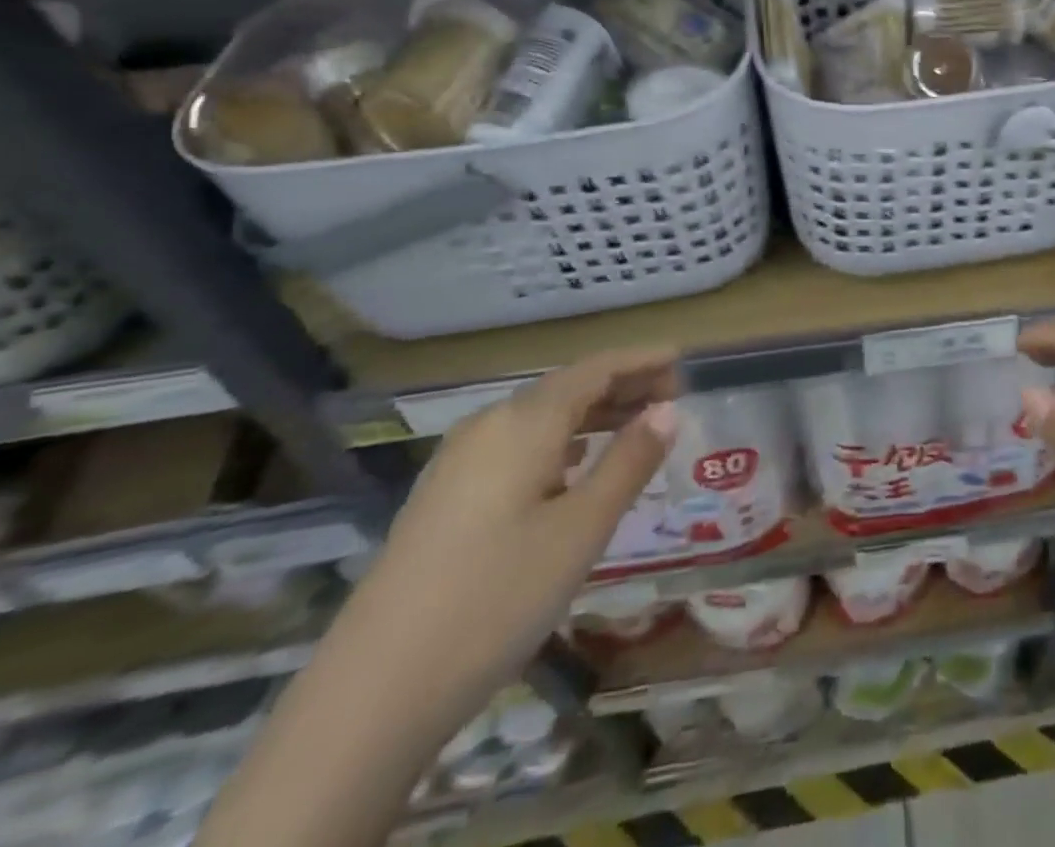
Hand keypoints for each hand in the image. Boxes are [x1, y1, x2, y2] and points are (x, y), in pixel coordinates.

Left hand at [341, 348, 678, 712]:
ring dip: (594, 414)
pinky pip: (519, 445)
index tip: (682, 359)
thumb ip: (629, 462)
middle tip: (674, 397)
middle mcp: (489, 426)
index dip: (641, 360)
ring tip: (637, 425)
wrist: (372, 694)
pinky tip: (576, 465)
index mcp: (523, 422)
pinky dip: (562, 441)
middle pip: (567, 388)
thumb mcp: (581, 529)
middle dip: (623, 386)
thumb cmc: (496, 597)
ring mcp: (460, 462)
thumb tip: (668, 409)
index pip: (595, 369)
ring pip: (541, 418)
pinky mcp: (446, 497)